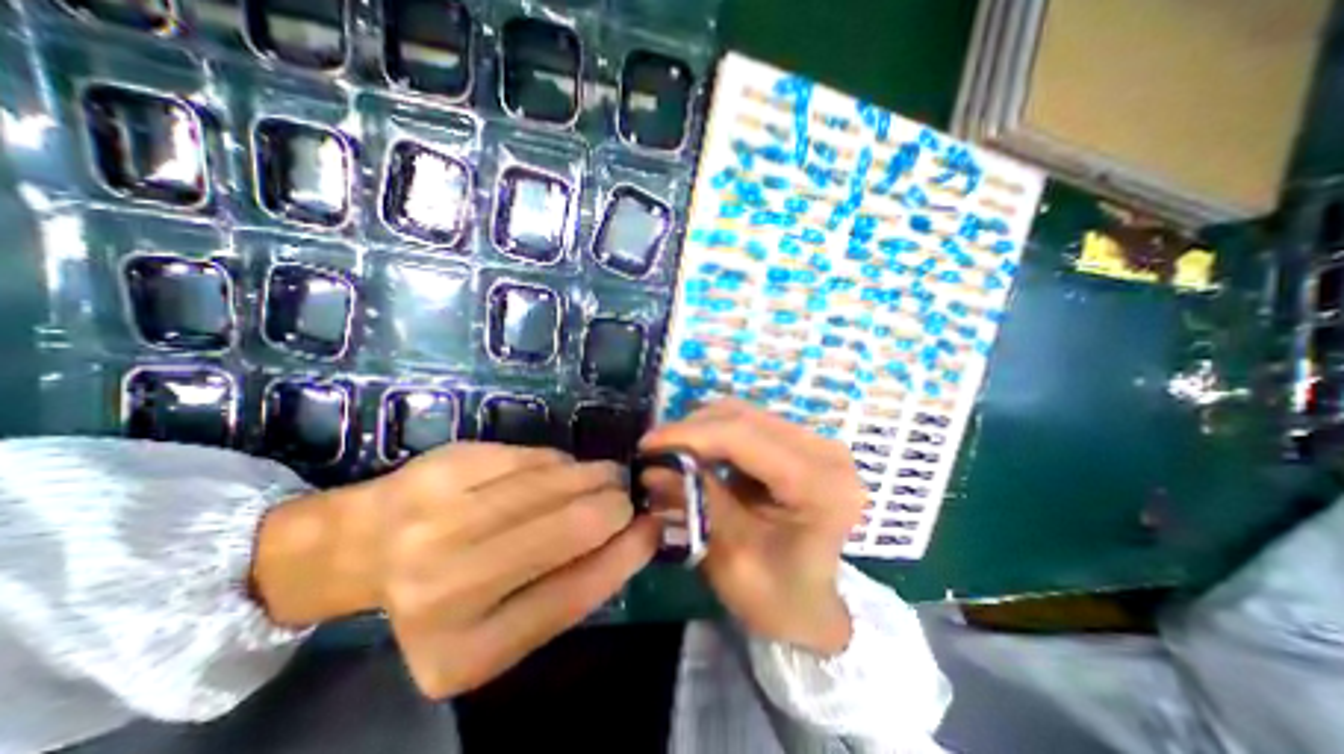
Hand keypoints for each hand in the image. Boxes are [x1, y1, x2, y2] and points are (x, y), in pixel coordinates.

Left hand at [250, 444, 659, 696]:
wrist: (361, 547)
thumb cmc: (445, 593)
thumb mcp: (505, 618)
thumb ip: (569, 586)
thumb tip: (634, 535)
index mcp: (466, 651)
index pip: (575, 593)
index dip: (627, 553)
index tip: (654, 527)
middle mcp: (447, 587)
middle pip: (572, 527)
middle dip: (616, 504)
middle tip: (626, 496)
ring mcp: (440, 519)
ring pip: (558, 482)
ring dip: (595, 476)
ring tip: (605, 477)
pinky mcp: (447, 467)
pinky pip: (535, 457)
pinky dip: (559, 463)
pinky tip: (558, 471)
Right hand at [636, 400, 859, 654]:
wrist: (811, 608)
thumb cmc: (777, 598)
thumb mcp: (731, 555)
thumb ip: (696, 500)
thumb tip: (651, 467)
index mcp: (819, 484)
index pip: (744, 436)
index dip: (690, 434)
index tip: (647, 444)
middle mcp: (826, 452)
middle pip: (745, 417)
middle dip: (692, 430)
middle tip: (654, 450)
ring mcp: (817, 443)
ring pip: (745, 414)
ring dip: (703, 430)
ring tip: (673, 453)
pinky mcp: (803, 443)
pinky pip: (751, 424)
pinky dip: (718, 435)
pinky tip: (698, 454)